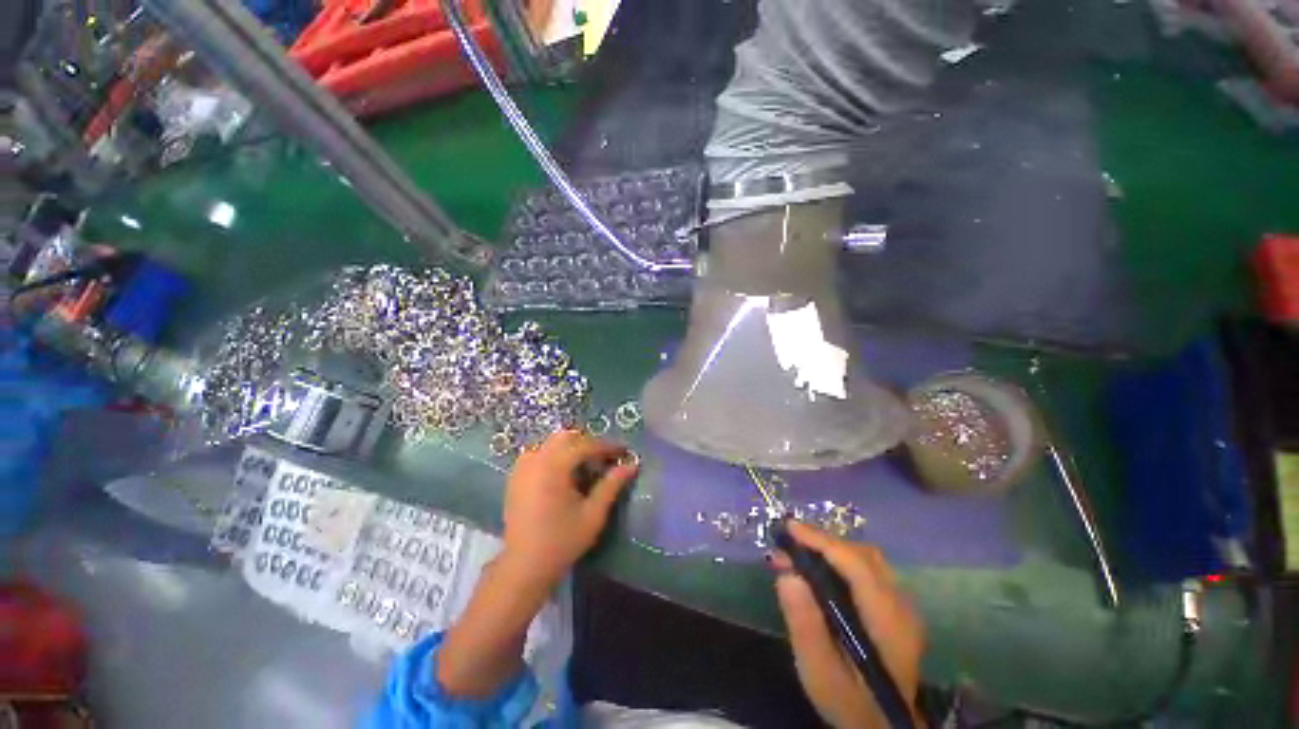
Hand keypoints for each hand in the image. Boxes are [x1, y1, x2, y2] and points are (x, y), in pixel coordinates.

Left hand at [501, 429, 637, 590]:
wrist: (524, 567)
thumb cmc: (562, 541)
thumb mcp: (593, 514)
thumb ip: (612, 485)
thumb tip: (632, 465)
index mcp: (554, 467)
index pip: (586, 445)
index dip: (608, 447)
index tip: (624, 452)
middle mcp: (536, 460)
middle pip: (566, 437)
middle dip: (588, 444)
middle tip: (604, 460)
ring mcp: (522, 467)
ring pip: (551, 443)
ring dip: (571, 448)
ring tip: (585, 468)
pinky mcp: (515, 477)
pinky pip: (539, 454)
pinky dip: (555, 456)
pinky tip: (564, 475)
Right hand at [774, 522, 925, 728]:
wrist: (881, 726)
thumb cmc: (848, 702)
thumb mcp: (819, 672)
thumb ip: (805, 624)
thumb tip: (787, 575)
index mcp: (889, 623)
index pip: (857, 565)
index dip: (822, 541)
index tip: (789, 528)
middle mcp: (902, 607)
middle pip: (863, 556)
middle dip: (822, 542)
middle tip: (786, 545)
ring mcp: (903, 606)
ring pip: (865, 559)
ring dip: (829, 549)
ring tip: (796, 554)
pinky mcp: (895, 608)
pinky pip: (867, 569)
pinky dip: (838, 560)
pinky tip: (816, 569)